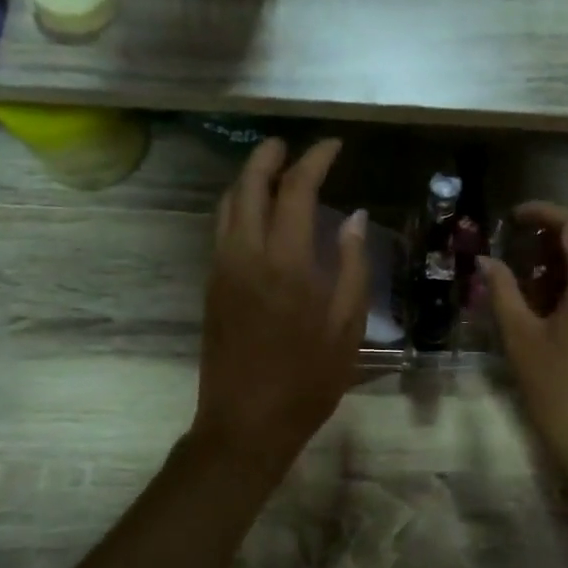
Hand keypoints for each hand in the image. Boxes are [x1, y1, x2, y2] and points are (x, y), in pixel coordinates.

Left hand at [192, 138, 367, 474]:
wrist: (246, 422)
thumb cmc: (308, 380)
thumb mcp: (347, 327)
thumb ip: (353, 267)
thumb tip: (356, 218)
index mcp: (287, 262)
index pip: (296, 189)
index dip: (314, 160)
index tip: (333, 146)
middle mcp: (246, 254)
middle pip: (249, 185)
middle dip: (269, 156)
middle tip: (292, 146)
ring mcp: (222, 268)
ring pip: (227, 205)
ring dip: (248, 179)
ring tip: (274, 172)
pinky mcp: (212, 286)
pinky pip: (222, 229)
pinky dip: (238, 207)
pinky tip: (259, 216)